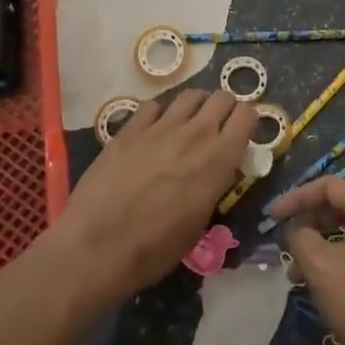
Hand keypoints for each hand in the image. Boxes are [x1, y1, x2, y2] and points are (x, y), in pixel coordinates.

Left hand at [50, 88, 255, 301]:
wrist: (97, 248)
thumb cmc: (155, 249)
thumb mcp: (199, 223)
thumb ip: (213, 186)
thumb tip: (216, 172)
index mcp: (219, 159)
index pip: (247, 116)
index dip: (247, 121)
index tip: (241, 134)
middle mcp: (195, 134)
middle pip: (222, 97)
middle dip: (225, 108)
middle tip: (217, 127)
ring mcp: (160, 127)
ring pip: (190, 96)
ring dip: (195, 107)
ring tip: (187, 124)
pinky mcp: (130, 129)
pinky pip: (153, 107)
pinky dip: (158, 115)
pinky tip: (152, 132)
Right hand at [272, 174, 344, 344]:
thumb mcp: (322, 267)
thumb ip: (302, 239)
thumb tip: (298, 230)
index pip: (328, 185)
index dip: (296, 198)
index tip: (272, 218)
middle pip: (341, 207)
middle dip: (309, 225)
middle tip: (287, 251)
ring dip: (322, 249)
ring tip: (300, 279)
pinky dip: (341, 264)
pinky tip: (329, 292)